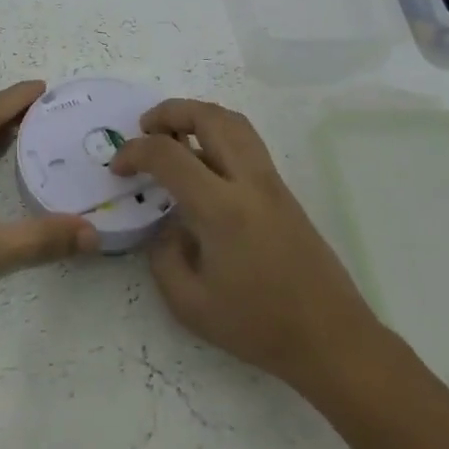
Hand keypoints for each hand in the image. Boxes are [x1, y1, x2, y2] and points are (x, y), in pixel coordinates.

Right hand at [112, 99, 380, 388]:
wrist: (330, 336)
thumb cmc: (258, 326)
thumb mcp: (190, 305)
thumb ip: (164, 257)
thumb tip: (168, 227)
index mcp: (222, 209)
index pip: (169, 156)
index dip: (135, 152)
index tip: (118, 167)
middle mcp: (249, 182)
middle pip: (210, 117)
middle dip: (171, 112)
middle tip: (145, 128)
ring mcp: (271, 182)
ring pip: (235, 122)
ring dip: (198, 116)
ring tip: (173, 135)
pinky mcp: (284, 191)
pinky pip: (247, 142)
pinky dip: (218, 133)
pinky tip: (202, 163)